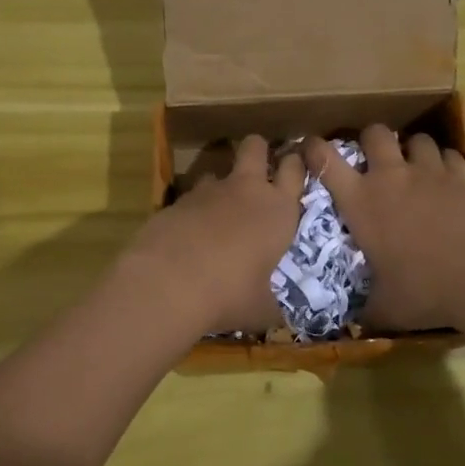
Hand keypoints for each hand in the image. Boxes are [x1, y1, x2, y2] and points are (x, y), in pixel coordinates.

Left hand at [121, 135, 303, 335]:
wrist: (169, 283)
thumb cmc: (230, 294)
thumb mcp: (261, 309)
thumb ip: (273, 305)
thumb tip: (281, 318)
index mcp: (278, 210)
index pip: (294, 170)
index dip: (295, 163)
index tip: (294, 164)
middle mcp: (246, 190)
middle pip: (255, 146)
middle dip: (258, 149)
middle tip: (258, 166)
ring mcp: (209, 191)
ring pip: (218, 169)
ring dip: (221, 182)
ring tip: (218, 207)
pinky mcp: (177, 200)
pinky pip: (192, 195)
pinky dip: (194, 208)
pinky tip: (190, 232)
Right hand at [301, 124, 464, 332]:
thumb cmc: (426, 290)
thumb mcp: (386, 308)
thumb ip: (366, 308)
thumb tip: (354, 321)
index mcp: (361, 202)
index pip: (325, 161)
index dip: (314, 149)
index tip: (311, 148)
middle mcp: (392, 177)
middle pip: (374, 134)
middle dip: (370, 140)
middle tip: (373, 160)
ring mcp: (429, 172)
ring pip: (416, 139)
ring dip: (411, 149)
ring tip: (414, 167)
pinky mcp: (463, 176)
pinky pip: (449, 154)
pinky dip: (444, 162)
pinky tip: (447, 179)